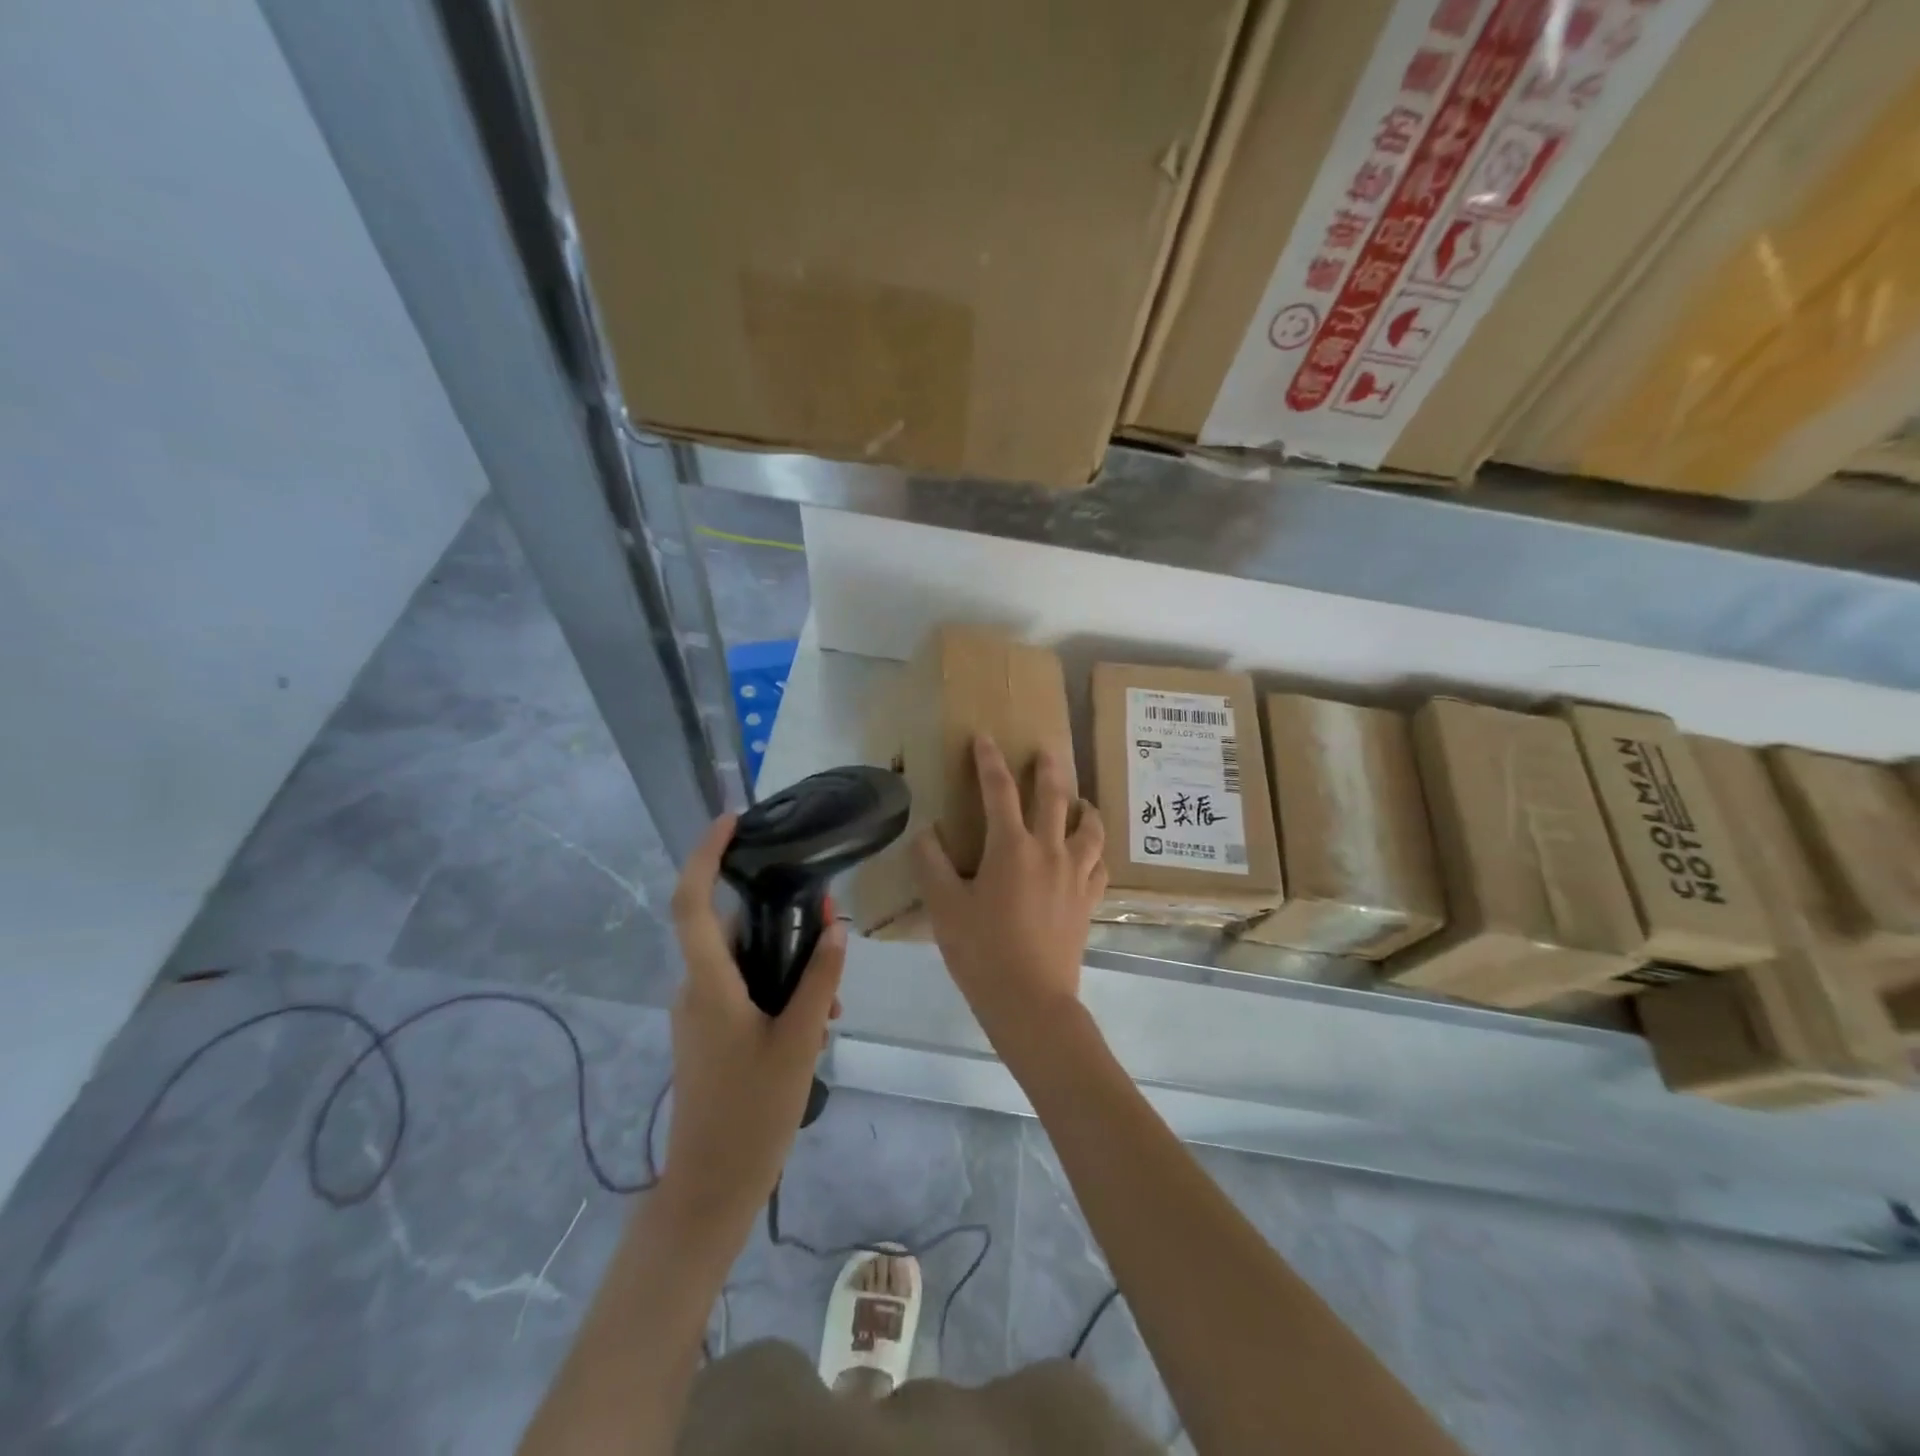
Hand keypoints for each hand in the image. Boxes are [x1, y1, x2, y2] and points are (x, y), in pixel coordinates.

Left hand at [662, 814, 844, 1230]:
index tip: (731, 822)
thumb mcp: (800, 1040)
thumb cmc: (753, 1113)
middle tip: (828, 924)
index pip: (691, 903)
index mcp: (708, 985)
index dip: (704, 855)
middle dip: (778, 919)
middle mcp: (694, 990)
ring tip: (832, 998)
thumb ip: (819, 978)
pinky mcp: (707, 1034)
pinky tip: (815, 1020)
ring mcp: (698, 1014)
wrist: (711, 1189)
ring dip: (786, 964)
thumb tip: (835, 927)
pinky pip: (742, 990)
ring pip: (743, 964)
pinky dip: (777, 990)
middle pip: (730, 929)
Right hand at [912, 736, 1105, 1053]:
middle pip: (1054, 796)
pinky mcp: (1089, 900)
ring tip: (1079, 800)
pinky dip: (1096, 850)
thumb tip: (926, 833)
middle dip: (1047, 768)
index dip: (989, 761)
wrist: (1031, 1001)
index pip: (999, 790)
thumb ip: (932, 865)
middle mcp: (1049, 850)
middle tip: (1045, 750)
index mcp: (1011, 847)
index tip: (985, 738)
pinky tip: (1090, 852)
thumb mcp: (945, 908)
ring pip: (1090, 827)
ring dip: (1083, 806)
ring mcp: (1075, 875)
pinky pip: (1100, 864)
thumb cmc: (982, 952)